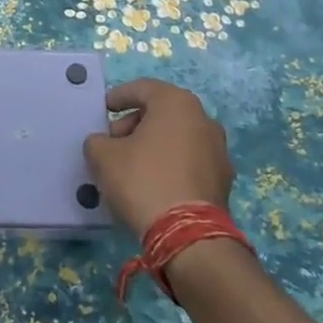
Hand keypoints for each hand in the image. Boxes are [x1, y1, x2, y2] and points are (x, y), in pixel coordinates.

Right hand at [82, 78, 235, 239]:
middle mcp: (204, 119)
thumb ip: (98, 141)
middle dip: (135, 123)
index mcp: (177, 103)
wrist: (187, 234)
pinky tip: (152, 184)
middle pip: (162, 112)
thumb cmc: (142, 180)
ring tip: (131, 165)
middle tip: (114, 142)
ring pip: (178, 137)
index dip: (119, 97)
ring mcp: (219, 150)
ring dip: (154, 145)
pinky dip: (170, 164)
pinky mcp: (223, 180)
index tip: (104, 109)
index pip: (143, 88)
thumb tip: (105, 144)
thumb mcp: (103, 156)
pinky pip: (189, 161)